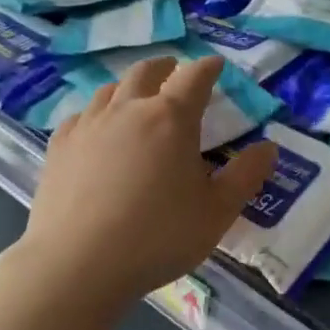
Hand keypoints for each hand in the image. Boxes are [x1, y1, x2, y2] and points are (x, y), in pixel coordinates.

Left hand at [8, 55, 277, 305]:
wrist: (76, 265)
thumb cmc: (158, 236)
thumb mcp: (217, 211)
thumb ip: (246, 175)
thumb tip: (269, 147)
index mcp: (172, 118)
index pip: (195, 77)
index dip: (209, 67)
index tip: (217, 64)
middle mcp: (129, 109)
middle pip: (146, 71)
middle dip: (166, 66)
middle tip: (175, 69)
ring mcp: (89, 125)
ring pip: (110, 89)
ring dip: (129, 86)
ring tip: (137, 96)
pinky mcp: (59, 147)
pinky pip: (81, 115)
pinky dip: (98, 112)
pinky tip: (97, 130)